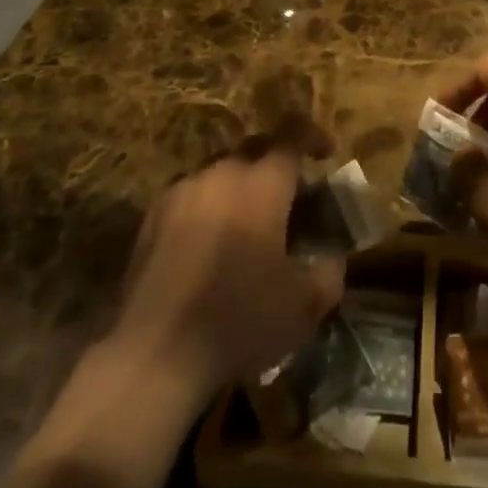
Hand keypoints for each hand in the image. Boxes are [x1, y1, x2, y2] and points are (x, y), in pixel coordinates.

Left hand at [112, 119, 345, 405]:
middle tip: (286, 198)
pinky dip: (207, 207)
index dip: (313, 136)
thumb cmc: (239, 321)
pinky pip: (191, 194)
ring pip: (221, 171)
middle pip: (256, 148)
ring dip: (239, 187)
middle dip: (275, 164)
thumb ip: (329, 273)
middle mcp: (224, 172)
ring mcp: (185, 189)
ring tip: (244, 224)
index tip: (325, 156)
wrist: (156, 353)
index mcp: (264, 183)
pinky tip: (206, 244)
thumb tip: (334, 256)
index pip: (294, 134)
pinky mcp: (154, 213)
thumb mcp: (303, 308)